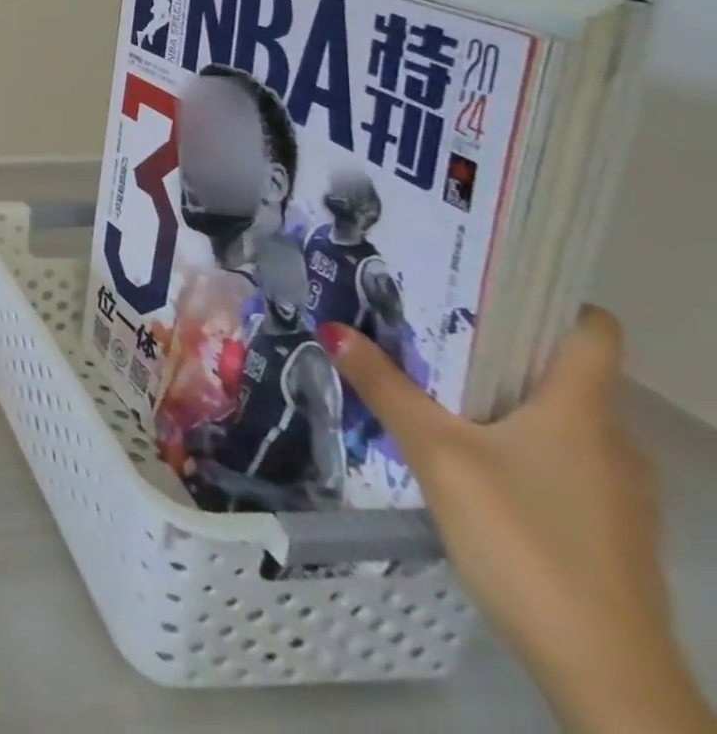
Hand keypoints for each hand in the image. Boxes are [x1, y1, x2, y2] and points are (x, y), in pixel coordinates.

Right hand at [321, 310, 713, 731]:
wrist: (605, 669)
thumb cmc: (524, 539)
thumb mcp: (437, 454)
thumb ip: (385, 388)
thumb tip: (332, 328)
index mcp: (582, 411)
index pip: (592, 331)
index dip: (549, 297)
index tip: (482, 277)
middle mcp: (611, 439)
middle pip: (561, 369)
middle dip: (495, 342)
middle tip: (422, 319)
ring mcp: (614, 487)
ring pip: (555, 415)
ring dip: (498, 391)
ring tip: (427, 376)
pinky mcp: (603, 523)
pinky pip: (556, 453)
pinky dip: (511, 434)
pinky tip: (461, 447)